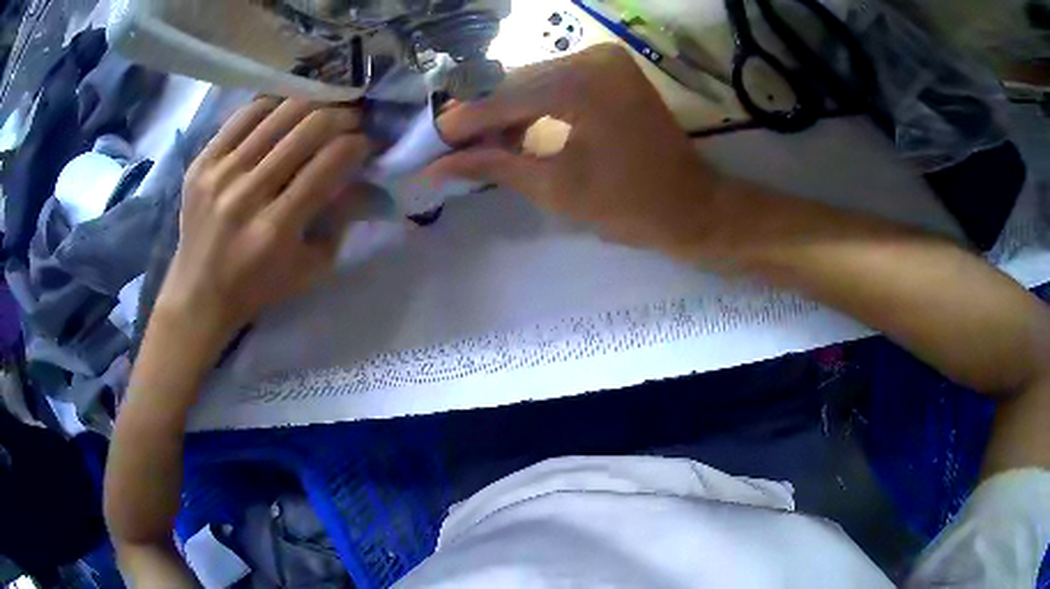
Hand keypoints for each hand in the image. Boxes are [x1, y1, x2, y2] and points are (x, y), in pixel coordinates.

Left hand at [157, 98, 370, 342]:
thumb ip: (341, 221)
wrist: (198, 294)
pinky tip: (285, 113)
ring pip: (280, 112)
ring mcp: (220, 174)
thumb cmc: (258, 287)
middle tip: (352, 120)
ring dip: (313, 105)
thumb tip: (366, 178)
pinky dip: (273, 106)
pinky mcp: (201, 163)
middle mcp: (247, 194)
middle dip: (343, 116)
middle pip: (309, 127)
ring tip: (323, 111)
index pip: (330, 162)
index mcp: (276, 229)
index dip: (359, 143)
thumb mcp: (310, 268)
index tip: (368, 142)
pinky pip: (245, 115)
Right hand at [426, 44, 725, 257]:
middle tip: (446, 145)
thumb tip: (435, 167)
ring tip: (473, 142)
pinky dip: (532, 104)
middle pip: (515, 83)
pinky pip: (556, 81)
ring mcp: (604, 59)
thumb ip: (492, 167)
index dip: (461, 123)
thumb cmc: (628, 206)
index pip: (502, 98)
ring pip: (533, 80)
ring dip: (503, 110)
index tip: (427, 144)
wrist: (691, 206)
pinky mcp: (611, 68)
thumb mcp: (554, 188)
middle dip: (479, 116)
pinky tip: (511, 129)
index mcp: (581, 83)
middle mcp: (591, 57)